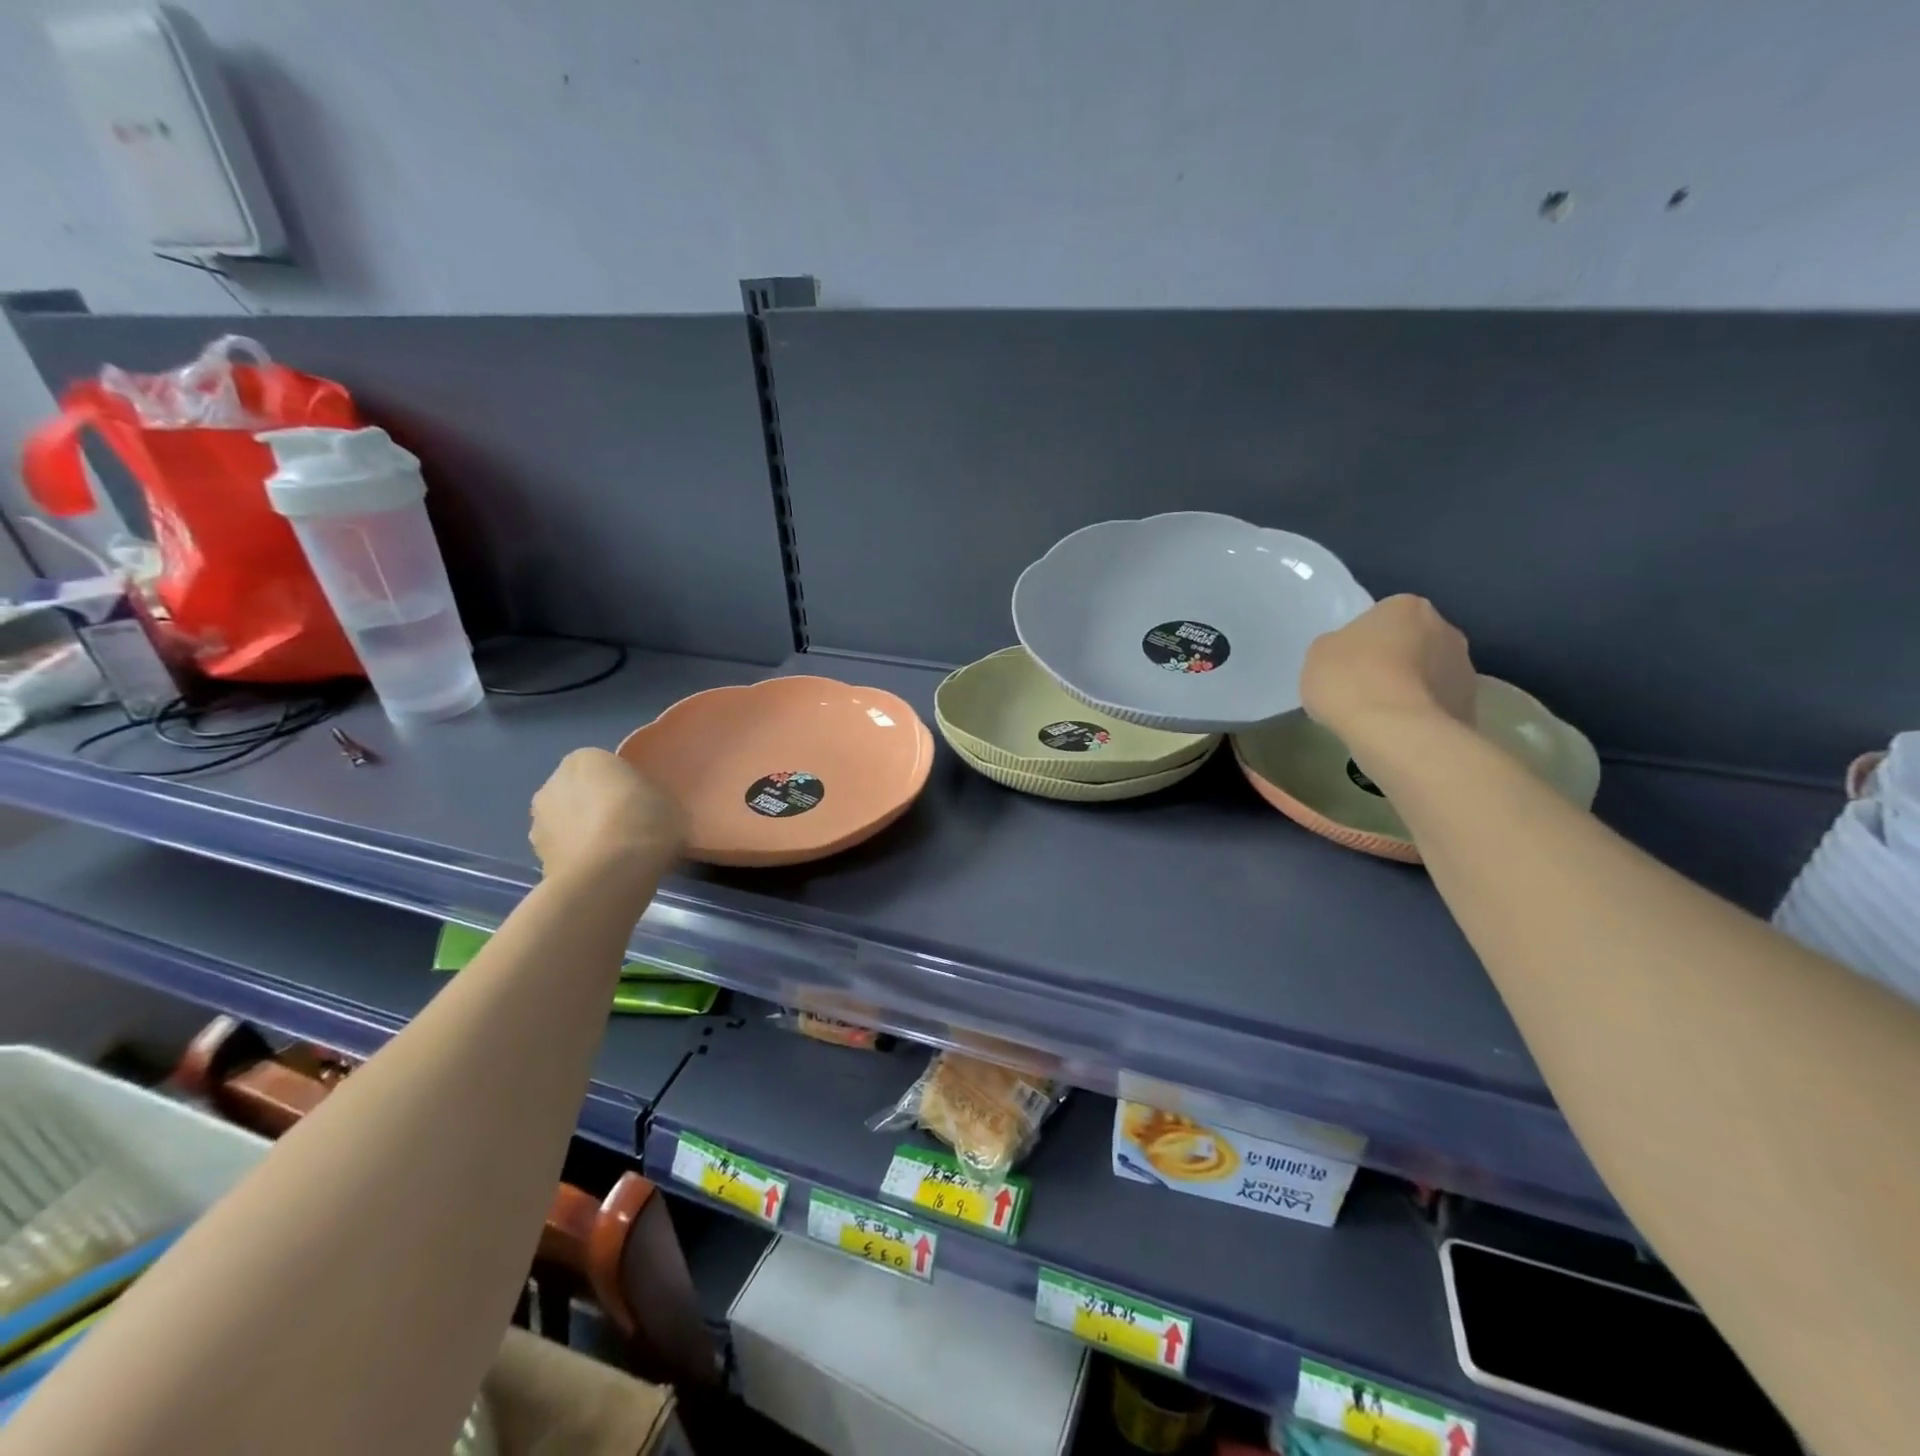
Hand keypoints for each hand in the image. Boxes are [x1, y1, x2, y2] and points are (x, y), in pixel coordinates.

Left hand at [530, 748, 684, 881]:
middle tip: (628, 828)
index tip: (642, 804)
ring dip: (584, 834)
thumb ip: (650, 798)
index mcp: (586, 758)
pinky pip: (565, 852)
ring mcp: (538, 822)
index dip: (624, 785)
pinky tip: (603, 874)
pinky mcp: (536, 858)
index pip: (605, 766)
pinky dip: (578, 859)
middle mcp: (553, 783)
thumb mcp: (669, 801)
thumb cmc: (644, 823)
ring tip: (615, 856)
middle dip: (597, 807)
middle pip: (580, 793)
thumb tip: (645, 809)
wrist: (610, 875)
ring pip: (568, 823)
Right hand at [1300, 595, 1475, 740]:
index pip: (1384, 617)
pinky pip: (1439, 706)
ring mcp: (1465, 668)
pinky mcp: (1470, 706)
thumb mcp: (1320, 653)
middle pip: (1414, 642)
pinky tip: (1399, 731)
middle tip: (1366, 687)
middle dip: (1396, 661)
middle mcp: (1445, 629)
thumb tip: (1352, 654)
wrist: (1394, 729)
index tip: (1349, 663)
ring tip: (1383, 716)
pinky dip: (1422, 715)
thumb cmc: (1350, 679)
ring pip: (1431, 674)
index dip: (1365, 641)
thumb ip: (1338, 646)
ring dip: (1412, 688)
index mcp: (1407, 607)